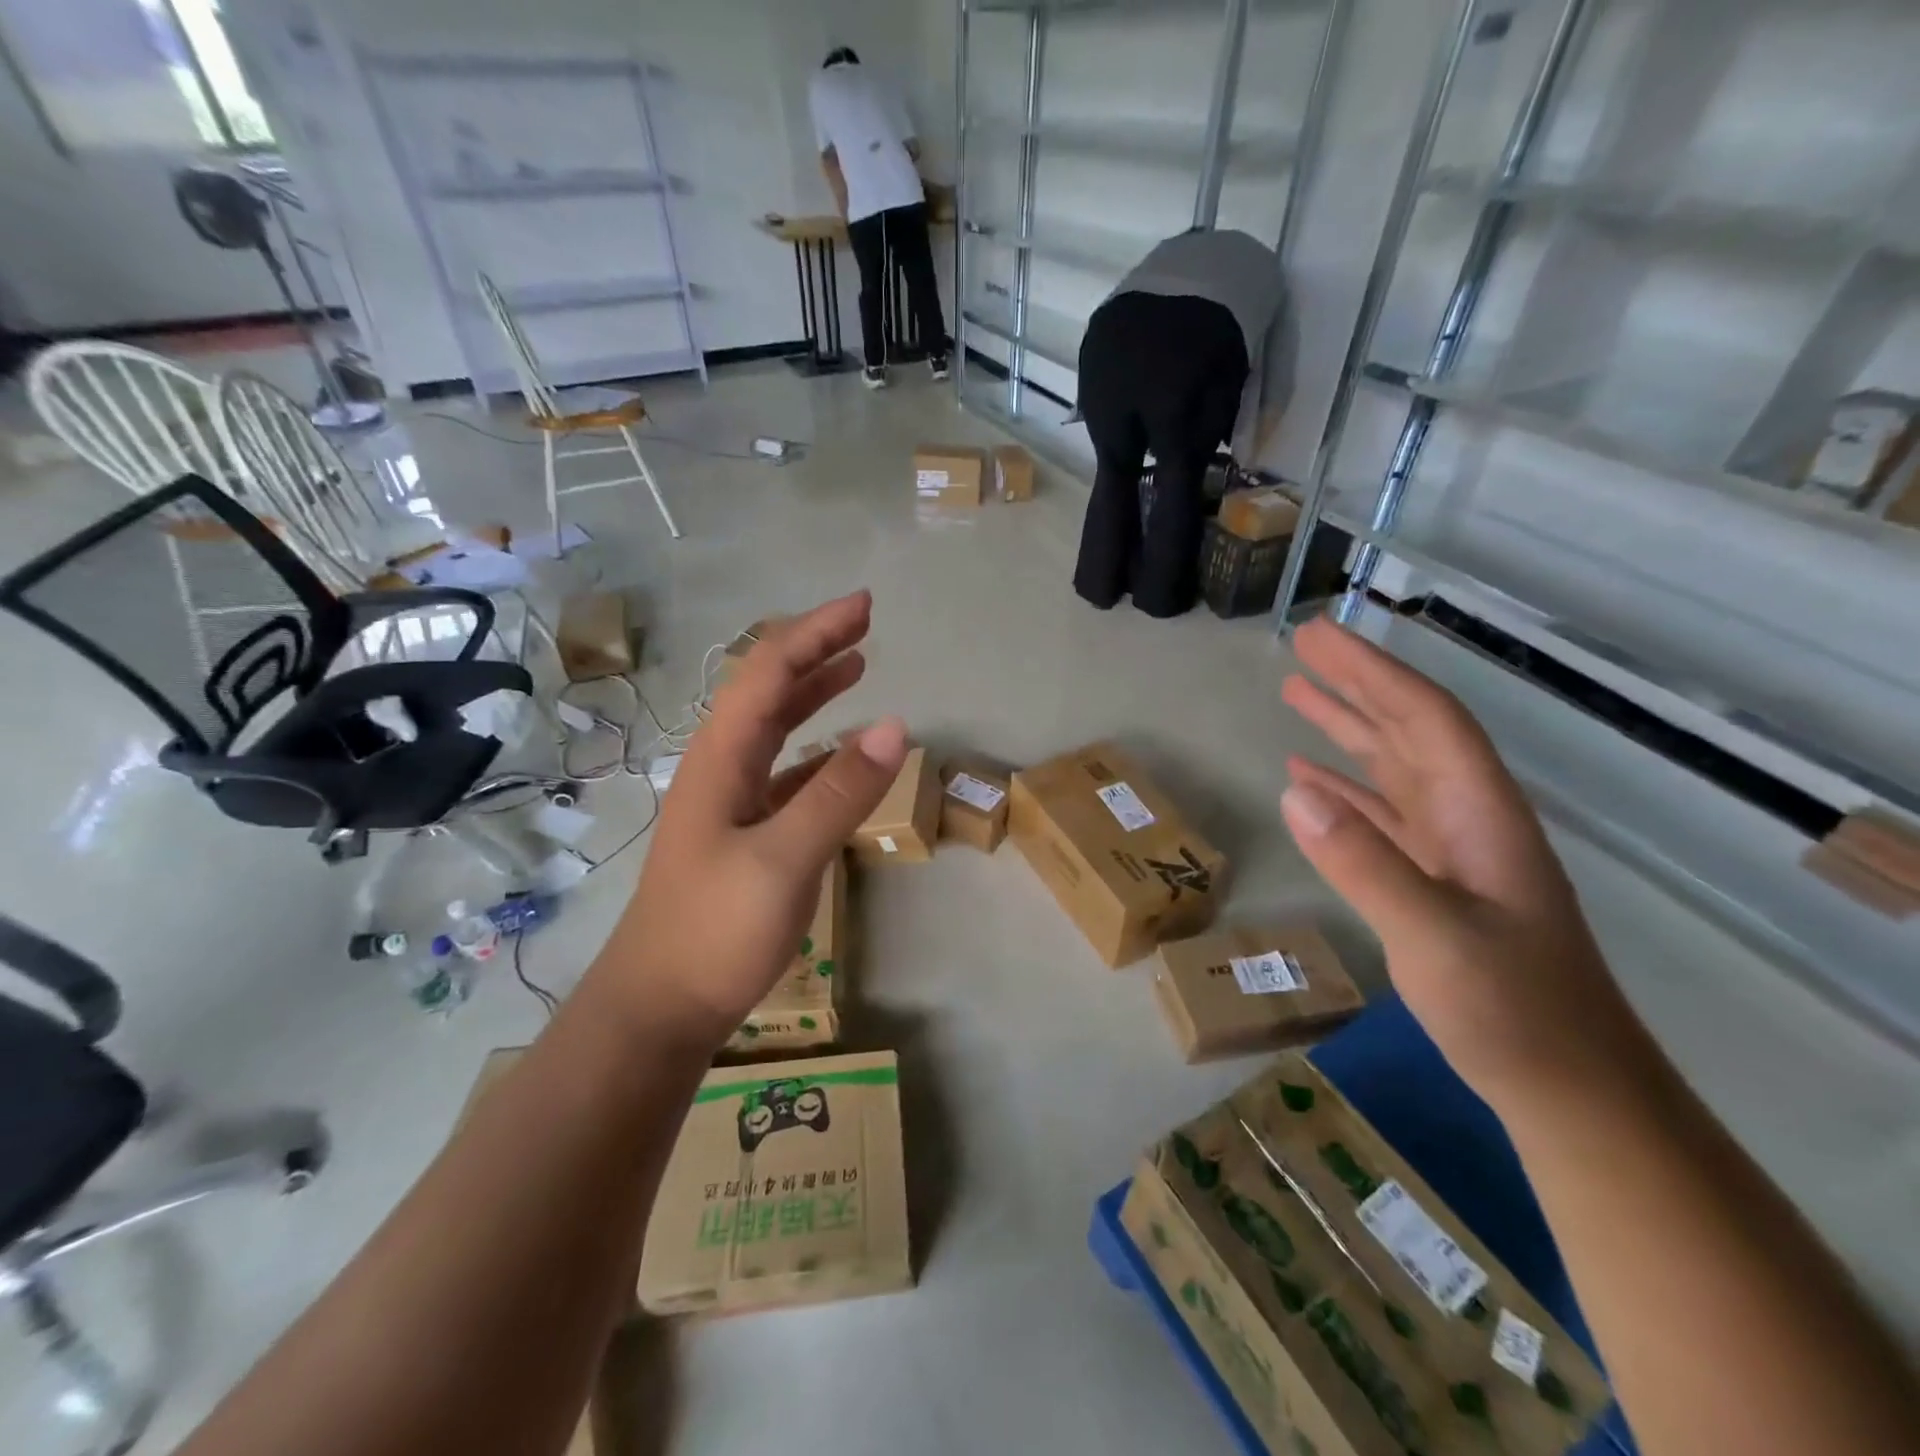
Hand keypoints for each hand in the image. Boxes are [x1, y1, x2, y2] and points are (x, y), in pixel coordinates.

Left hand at [591, 592, 906, 1043]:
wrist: (659, 1007)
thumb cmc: (714, 931)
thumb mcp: (784, 860)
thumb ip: (839, 793)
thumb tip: (896, 725)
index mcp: (721, 758)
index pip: (768, 672)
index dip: (815, 633)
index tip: (863, 606)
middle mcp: (722, 767)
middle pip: (768, 690)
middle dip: (814, 650)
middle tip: (863, 624)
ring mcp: (730, 802)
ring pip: (774, 729)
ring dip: (813, 693)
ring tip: (855, 667)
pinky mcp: (744, 834)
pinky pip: (785, 772)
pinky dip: (817, 750)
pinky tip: (841, 754)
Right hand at [1279, 618, 1649, 1107]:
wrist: (1570, 1091)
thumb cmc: (1514, 1014)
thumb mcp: (1437, 939)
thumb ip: (1366, 864)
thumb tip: (1294, 792)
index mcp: (1481, 814)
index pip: (1425, 720)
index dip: (1372, 672)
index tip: (1320, 638)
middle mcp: (1468, 819)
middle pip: (1409, 733)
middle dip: (1356, 685)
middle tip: (1303, 647)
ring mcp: (1451, 852)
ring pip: (1392, 770)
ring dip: (1347, 730)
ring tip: (1296, 695)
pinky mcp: (1433, 883)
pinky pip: (1380, 818)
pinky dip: (1342, 791)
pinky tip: (1308, 782)